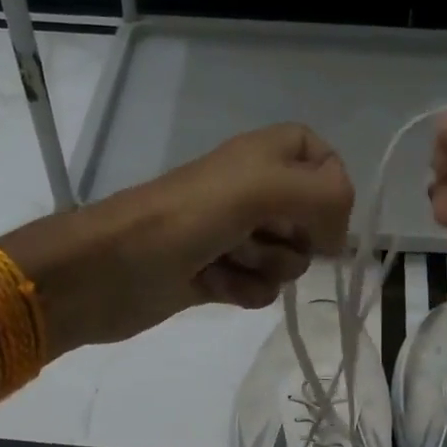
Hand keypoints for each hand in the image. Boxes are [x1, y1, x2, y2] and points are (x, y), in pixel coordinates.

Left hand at [0, 124, 354, 350]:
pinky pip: (261, 288)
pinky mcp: (219, 275)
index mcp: (263, 155)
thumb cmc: (184, 220)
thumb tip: (338, 237)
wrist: (107, 271)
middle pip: (312, 218)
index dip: (331, 190)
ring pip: (288, 259)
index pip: (323, 159)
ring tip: (224, 262)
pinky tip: (213, 286)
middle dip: (293, 238)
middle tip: (255, 236)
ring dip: (264, 268)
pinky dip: (243, 291)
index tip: (324, 216)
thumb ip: (323, 195)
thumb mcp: (260, 189)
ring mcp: (234, 235)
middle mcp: (252, 191)